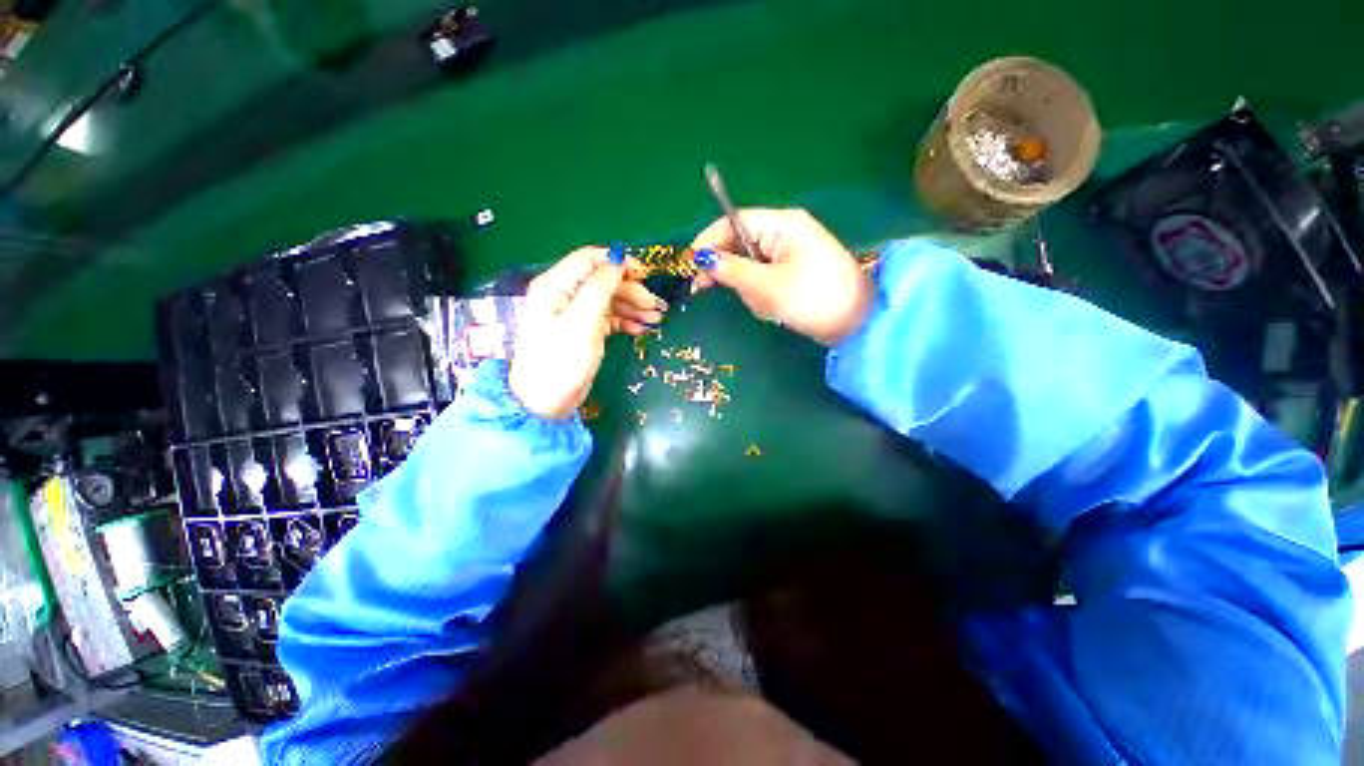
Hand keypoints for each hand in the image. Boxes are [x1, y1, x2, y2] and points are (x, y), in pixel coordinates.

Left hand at [511, 247, 660, 418]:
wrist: (546, 403)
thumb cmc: (561, 362)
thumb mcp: (582, 322)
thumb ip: (599, 288)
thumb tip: (618, 260)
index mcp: (555, 285)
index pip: (589, 259)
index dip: (618, 262)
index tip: (645, 274)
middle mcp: (563, 294)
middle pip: (602, 280)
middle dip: (630, 289)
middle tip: (655, 306)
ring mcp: (573, 314)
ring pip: (608, 299)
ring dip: (632, 306)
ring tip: (655, 318)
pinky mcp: (583, 330)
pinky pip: (608, 317)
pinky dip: (625, 320)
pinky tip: (640, 328)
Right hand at [690, 209, 871, 345]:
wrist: (857, 322)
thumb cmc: (812, 298)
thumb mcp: (766, 285)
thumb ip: (731, 270)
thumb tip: (701, 259)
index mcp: (781, 224)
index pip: (733, 221)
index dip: (707, 241)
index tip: (689, 265)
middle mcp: (785, 232)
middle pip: (739, 244)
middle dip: (731, 271)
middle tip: (709, 291)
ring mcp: (790, 253)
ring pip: (750, 266)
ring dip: (750, 289)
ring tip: (766, 306)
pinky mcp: (794, 273)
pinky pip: (764, 278)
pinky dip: (762, 294)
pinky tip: (774, 309)